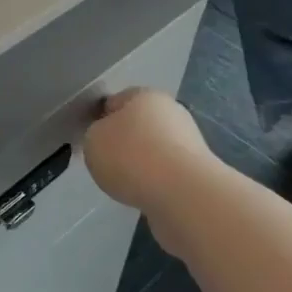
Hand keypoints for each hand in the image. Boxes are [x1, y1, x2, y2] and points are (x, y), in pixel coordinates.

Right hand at [84, 88, 212, 250]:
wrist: (183, 195)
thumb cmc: (131, 157)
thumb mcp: (92, 140)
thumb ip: (95, 135)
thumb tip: (109, 141)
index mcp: (145, 95)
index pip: (115, 101)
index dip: (101, 120)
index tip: (93, 141)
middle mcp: (171, 113)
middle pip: (138, 126)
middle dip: (124, 143)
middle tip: (108, 163)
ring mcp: (189, 143)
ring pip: (154, 151)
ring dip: (141, 165)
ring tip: (126, 185)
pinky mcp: (199, 173)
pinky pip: (167, 175)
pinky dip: (156, 184)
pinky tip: (146, 195)